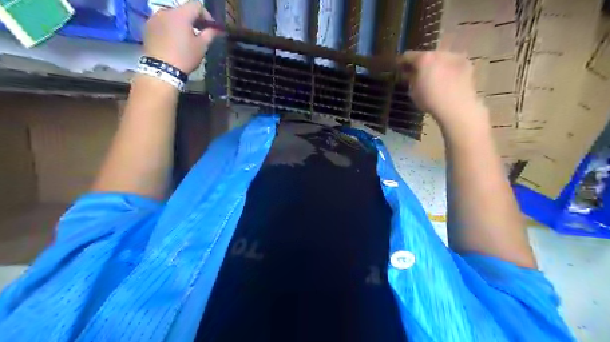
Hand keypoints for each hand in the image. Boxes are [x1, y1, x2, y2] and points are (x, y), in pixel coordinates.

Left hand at [143, 0, 218, 72]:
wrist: (161, 69)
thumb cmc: (185, 57)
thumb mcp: (201, 46)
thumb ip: (209, 34)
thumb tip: (217, 29)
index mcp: (181, 15)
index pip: (196, 5)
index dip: (206, 14)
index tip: (211, 26)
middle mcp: (165, 11)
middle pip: (183, 10)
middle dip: (193, 19)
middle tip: (200, 32)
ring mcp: (154, 18)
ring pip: (172, 16)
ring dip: (181, 23)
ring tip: (186, 37)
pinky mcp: (147, 27)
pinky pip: (162, 23)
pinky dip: (170, 28)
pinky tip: (174, 40)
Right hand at [398, 49, 488, 129]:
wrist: (457, 107)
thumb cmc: (430, 100)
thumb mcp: (413, 91)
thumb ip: (410, 78)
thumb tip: (409, 73)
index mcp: (423, 59)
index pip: (407, 56)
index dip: (402, 62)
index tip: (399, 68)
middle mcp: (439, 53)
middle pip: (426, 55)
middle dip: (421, 63)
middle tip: (418, 73)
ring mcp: (454, 56)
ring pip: (440, 58)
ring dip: (435, 65)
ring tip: (434, 76)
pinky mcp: (466, 63)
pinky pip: (452, 63)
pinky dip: (447, 69)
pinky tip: (447, 79)